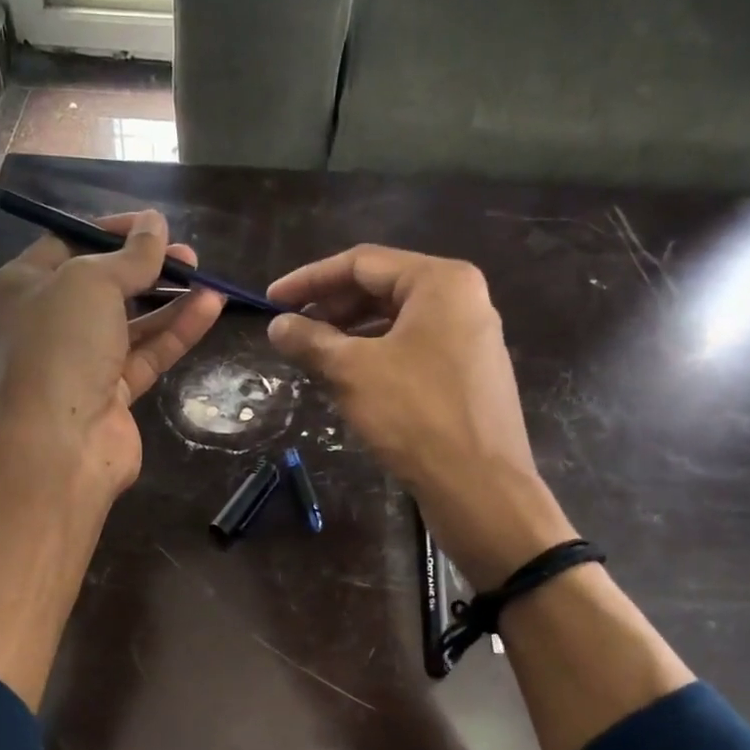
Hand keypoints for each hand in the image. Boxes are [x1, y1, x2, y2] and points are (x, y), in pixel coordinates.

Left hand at [0, 208, 224, 497]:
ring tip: (206, 278)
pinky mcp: (112, 392)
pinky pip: (147, 353)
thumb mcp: (92, 283)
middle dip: (147, 266)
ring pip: (131, 321)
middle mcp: (50, 321)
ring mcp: (82, 360)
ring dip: (169, 299)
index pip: (70, 242)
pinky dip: (176, 331)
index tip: (155, 226)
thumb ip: (131, 255)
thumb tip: (156, 224)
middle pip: (105, 283)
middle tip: (187, 255)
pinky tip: (210, 307)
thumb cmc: (62, 346)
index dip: (113, 230)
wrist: (60, 443)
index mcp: (25, 285)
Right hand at [266, 246, 572, 585]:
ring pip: (396, 323)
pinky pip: (413, 350)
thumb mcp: (351, 372)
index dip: (309, 280)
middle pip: (382, 289)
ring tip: (314, 357)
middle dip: (331, 308)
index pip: (361, 263)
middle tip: (291, 332)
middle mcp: (462, 299)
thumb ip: (310, 340)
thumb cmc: (414, 415)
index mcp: (440, 282)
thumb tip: (277, 326)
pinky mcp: (469, 374)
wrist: (479, 486)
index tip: (270, 302)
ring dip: (350, 335)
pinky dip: (376, 357)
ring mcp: (470, 338)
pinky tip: (350, 381)